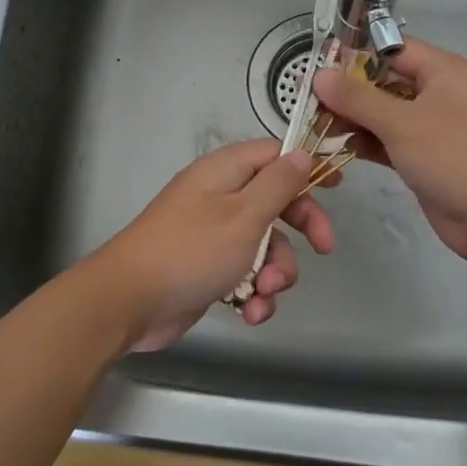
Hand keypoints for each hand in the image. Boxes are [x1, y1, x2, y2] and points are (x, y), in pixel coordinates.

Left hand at [92, 138, 336, 351]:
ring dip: (274, 273)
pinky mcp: (208, 269)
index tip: (336, 186)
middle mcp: (219, 197)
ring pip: (264, 246)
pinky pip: (244, 274)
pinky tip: (250, 313)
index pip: (274, 155)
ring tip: (263, 293)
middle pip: (275, 202)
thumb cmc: (192, 250)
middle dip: (299, 230)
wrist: (130, 300)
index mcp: (225, 172)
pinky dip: (253, 293)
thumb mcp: (244, 214)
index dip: (306, 167)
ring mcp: (212, 234)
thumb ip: (278, 184)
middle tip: (323, 249)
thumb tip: (301, 153)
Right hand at [312, 38, 466, 266]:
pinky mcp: (426, 158)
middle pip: (386, 82)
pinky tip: (341, 148)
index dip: (357, 56)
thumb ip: (357, 98)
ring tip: (319, 126)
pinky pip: (391, 141)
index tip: (319, 68)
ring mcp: (434, 128)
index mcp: (444, 72)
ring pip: (386, 114)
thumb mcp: (402, 122)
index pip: (394, 50)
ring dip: (355, 119)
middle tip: (311, 103)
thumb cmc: (454, 156)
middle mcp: (440, 94)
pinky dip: (368, 143)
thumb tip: (319, 75)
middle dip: (349, 92)